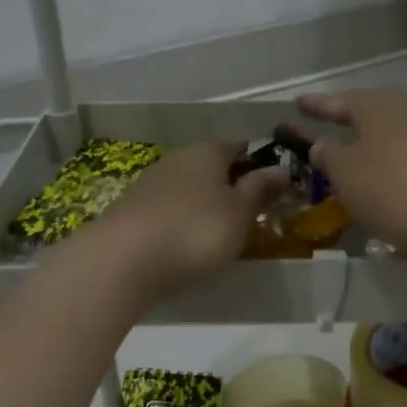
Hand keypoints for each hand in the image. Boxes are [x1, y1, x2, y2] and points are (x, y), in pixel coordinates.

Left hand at [93, 141, 289, 299]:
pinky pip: (168, 209)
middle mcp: (178, 158)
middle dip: (231, 186)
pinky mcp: (132, 209)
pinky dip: (181, 220)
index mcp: (209, 151)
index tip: (273, 189)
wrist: (124, 259)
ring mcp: (151, 182)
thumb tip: (282, 167)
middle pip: (213, 167)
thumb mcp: (240, 212)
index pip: (241, 147)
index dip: (260, 165)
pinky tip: (185, 242)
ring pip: (189, 188)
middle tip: (249, 216)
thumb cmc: (195, 231)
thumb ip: (261, 188)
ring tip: (218, 234)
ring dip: (204, 204)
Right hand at [297, 89, 406, 260]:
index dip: (316, 106)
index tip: (298, 103)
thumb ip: (329, 155)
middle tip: (330, 125)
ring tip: (357, 157)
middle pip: (372, 114)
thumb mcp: (346, 173)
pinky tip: (388, 182)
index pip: (338, 102)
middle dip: (350, 121)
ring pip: (394, 136)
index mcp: (377, 106)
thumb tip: (323, 144)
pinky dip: (395, 167)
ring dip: (374, 146)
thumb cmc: (392, 188)